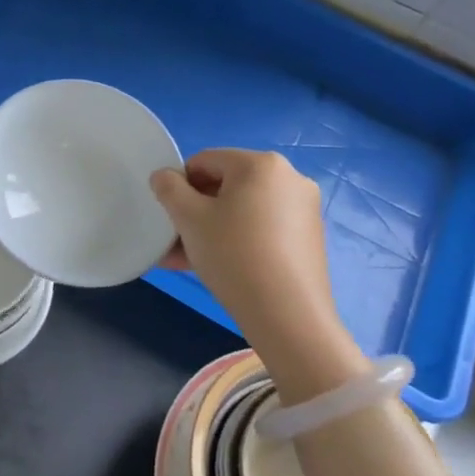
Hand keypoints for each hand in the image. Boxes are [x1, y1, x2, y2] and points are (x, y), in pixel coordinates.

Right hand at [151, 150, 359, 377]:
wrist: (288, 314)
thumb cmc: (233, 255)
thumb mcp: (189, 218)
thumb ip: (168, 189)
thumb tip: (164, 177)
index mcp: (260, 163)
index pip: (205, 161)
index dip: (180, 186)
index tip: (170, 217)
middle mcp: (289, 177)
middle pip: (226, 185)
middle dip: (196, 211)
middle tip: (176, 242)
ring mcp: (304, 208)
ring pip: (243, 210)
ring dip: (212, 229)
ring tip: (187, 261)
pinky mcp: (310, 237)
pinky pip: (263, 228)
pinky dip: (239, 240)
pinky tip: (218, 268)